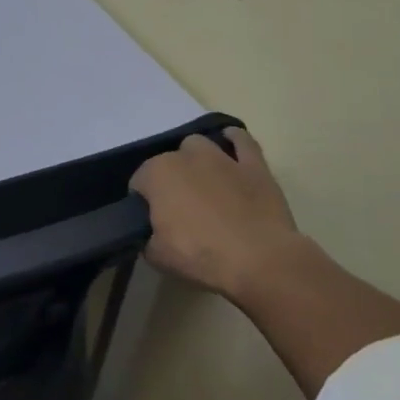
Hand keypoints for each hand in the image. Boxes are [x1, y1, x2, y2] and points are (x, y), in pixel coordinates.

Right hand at [129, 129, 301, 296]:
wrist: (260, 260)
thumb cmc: (200, 255)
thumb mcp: (156, 254)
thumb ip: (146, 236)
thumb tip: (151, 232)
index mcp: (156, 174)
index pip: (139, 184)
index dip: (144, 203)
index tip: (154, 223)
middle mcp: (184, 156)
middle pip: (167, 163)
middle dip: (170, 181)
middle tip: (180, 211)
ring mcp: (221, 158)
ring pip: (199, 146)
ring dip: (195, 159)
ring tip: (202, 183)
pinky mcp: (254, 166)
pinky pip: (242, 141)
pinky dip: (233, 140)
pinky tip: (229, 142)